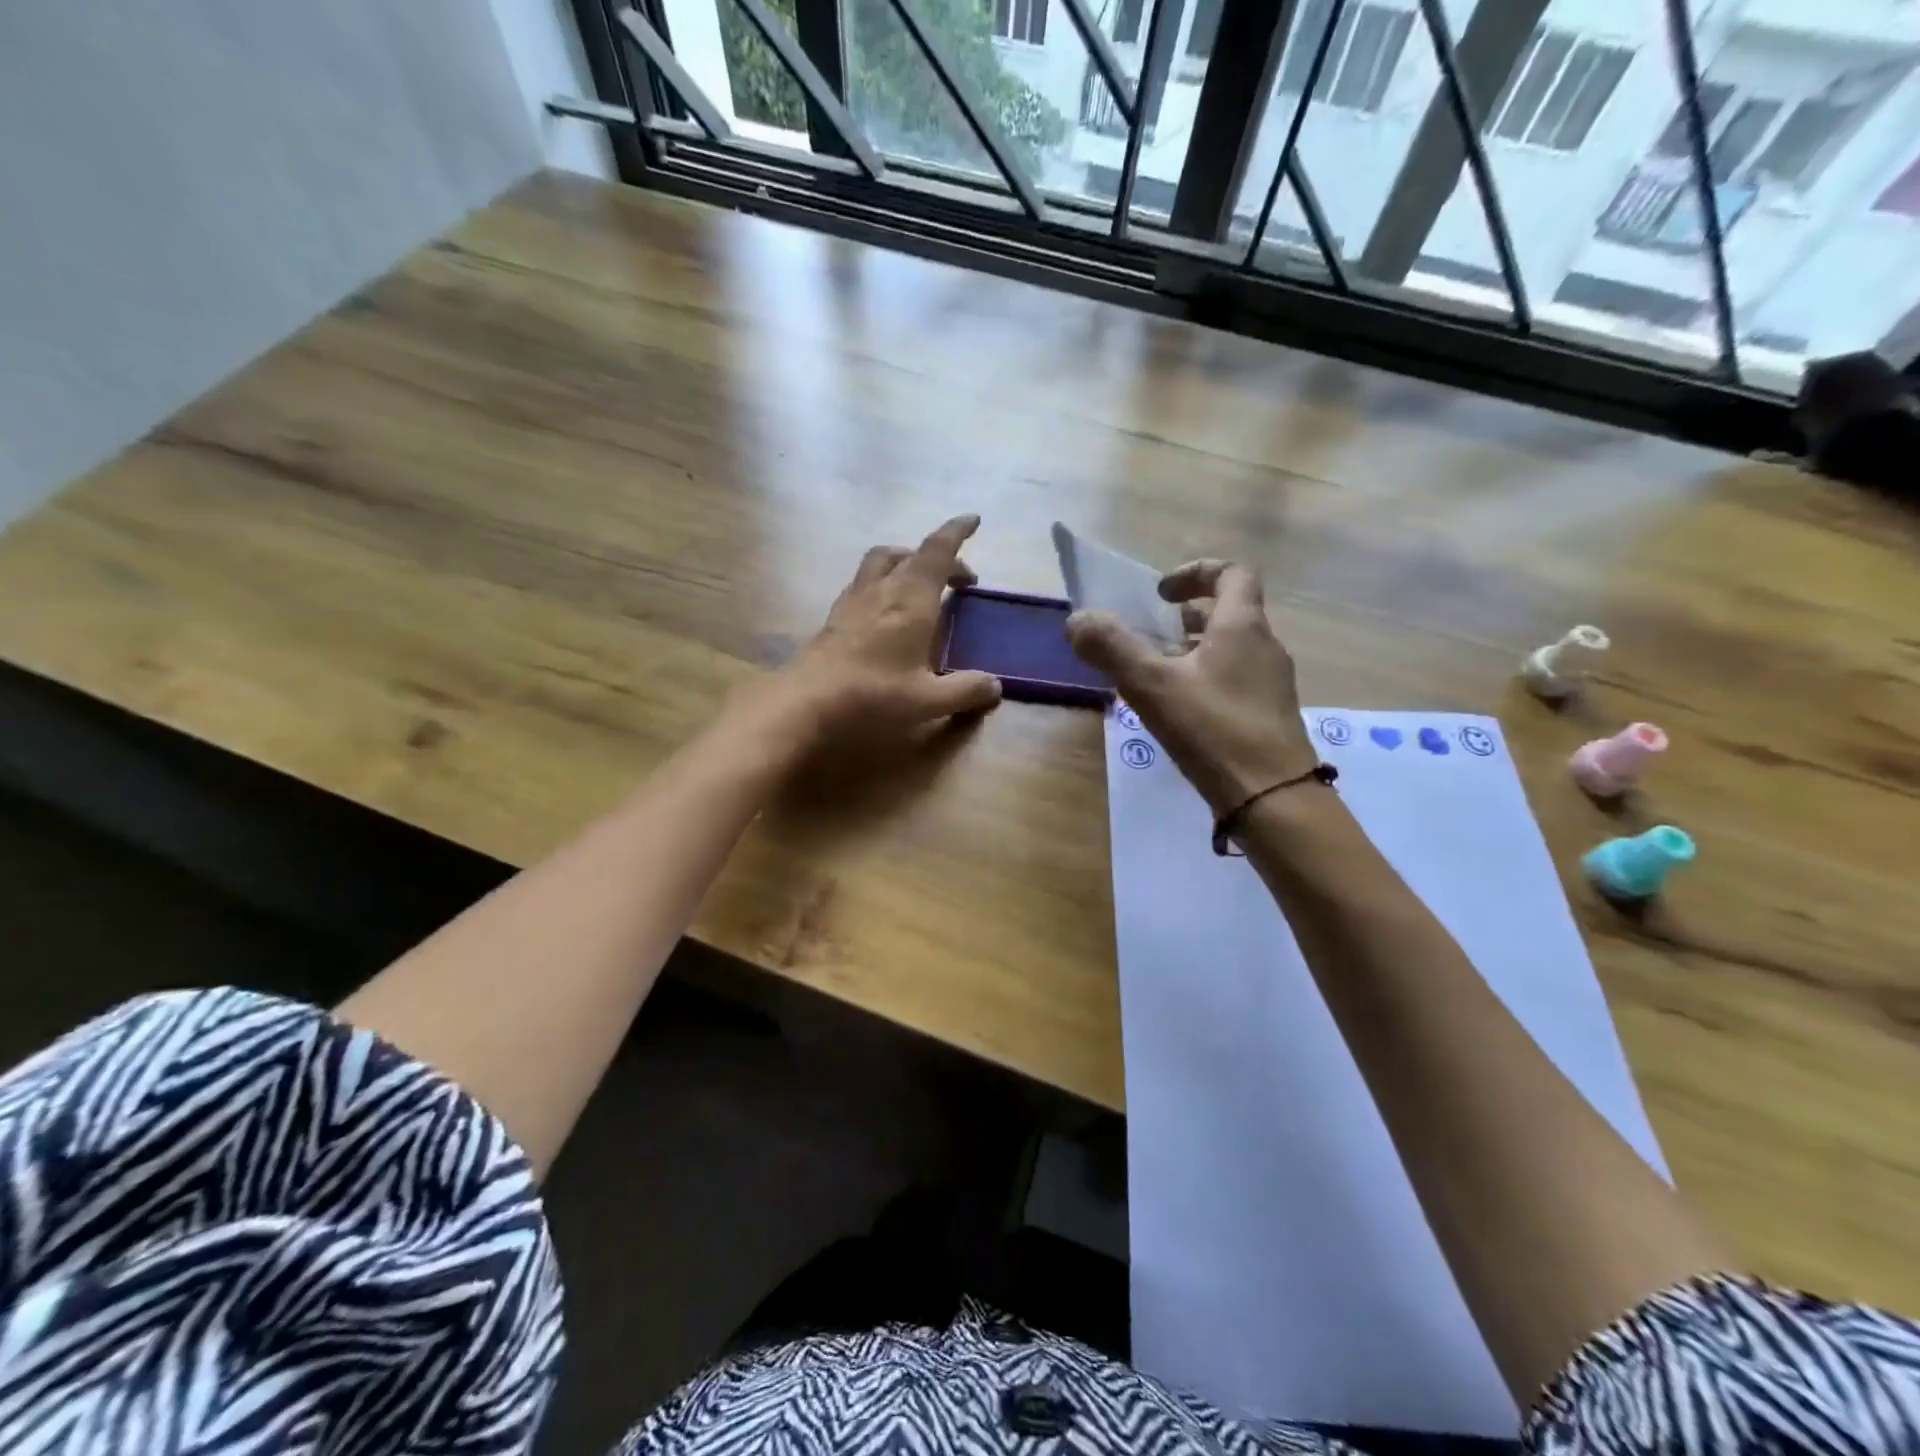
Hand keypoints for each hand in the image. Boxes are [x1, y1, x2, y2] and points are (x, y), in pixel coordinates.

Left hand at [775, 514, 1003, 746]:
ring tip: (919, 587)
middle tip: (958, 581)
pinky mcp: (833, 619)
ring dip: (905, 563)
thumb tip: (995, 686)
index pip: (938, 551)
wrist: (804, 705)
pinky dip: (881, 584)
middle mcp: (882, 590)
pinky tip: (883, 612)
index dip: (956, 532)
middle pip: (910, 554)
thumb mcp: (928, 700)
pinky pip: (862, 585)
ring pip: (880, 563)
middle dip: (938, 558)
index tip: (973, 519)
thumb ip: (965, 691)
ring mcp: (853, 601)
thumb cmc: (873, 696)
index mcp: (911, 599)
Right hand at [1068, 559, 1312, 812]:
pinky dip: (1205, 680)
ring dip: (1194, 651)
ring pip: (1231, 650)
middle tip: (1150, 635)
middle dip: (1186, 618)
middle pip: (1229, 613)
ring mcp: (1271, 684)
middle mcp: (1265, 646)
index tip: (1160, 594)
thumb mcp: (1152, 685)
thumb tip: (1077, 620)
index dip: (1195, 573)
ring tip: (1156, 674)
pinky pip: (1235, 681)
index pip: (1231, 574)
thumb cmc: (1213, 729)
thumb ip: (1112, 648)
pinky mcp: (1269, 716)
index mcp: (1242, 626)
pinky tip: (1180, 712)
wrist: (1272, 798)